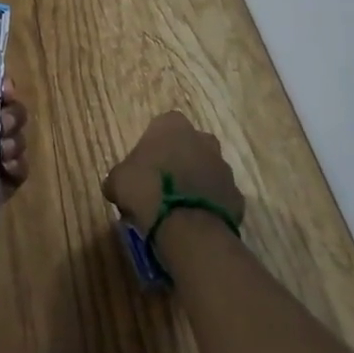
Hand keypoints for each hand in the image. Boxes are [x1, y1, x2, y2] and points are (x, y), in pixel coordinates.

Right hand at [102, 111, 244, 233]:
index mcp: (172, 126)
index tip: (145, 164)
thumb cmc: (147, 190)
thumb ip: (119, 177)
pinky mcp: (237, 196)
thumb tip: (116, 186)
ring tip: (178, 206)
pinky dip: (210, 204)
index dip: (154, 144)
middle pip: (190, 144)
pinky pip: (220, 196)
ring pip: (207, 169)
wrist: (188, 228)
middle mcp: (202, 139)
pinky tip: (195, 221)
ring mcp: (223, 167)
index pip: (163, 125)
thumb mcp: (118, 181)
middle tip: (162, 182)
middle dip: (180, 159)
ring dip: (196, 181)